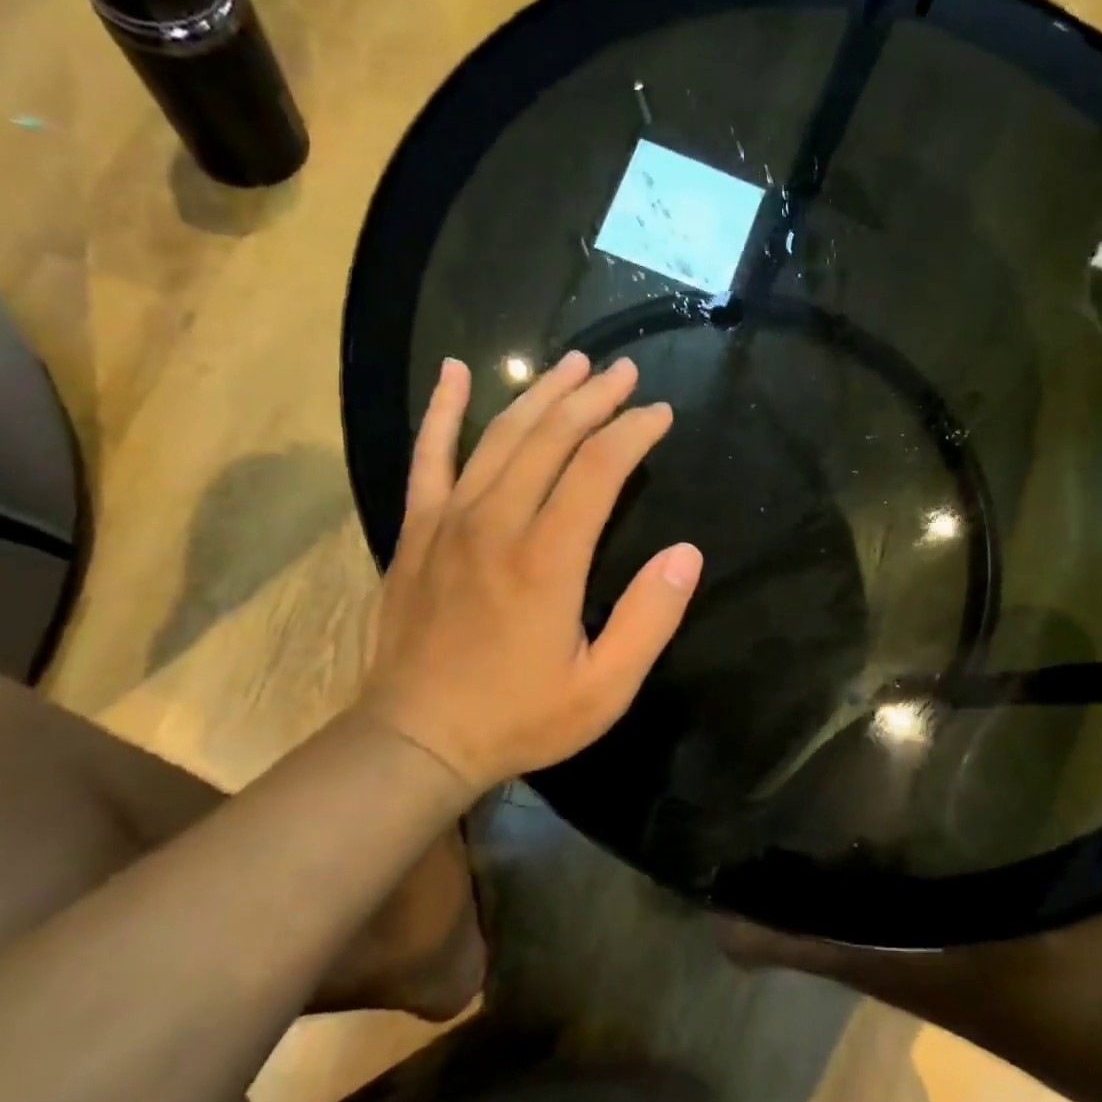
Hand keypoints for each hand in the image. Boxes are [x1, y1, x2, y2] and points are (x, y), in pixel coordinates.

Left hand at [357, 352, 702, 792]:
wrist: (414, 740)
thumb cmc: (518, 717)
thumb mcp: (604, 689)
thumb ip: (649, 619)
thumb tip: (686, 553)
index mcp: (547, 558)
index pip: (599, 467)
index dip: (634, 432)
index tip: (660, 413)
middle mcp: (497, 522)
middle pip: (551, 436)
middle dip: (594, 397)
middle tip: (626, 371)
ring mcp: (449, 520)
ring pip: (499, 435)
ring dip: (540, 393)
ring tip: (572, 362)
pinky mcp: (417, 530)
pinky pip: (427, 456)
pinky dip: (442, 411)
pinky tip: (454, 372)